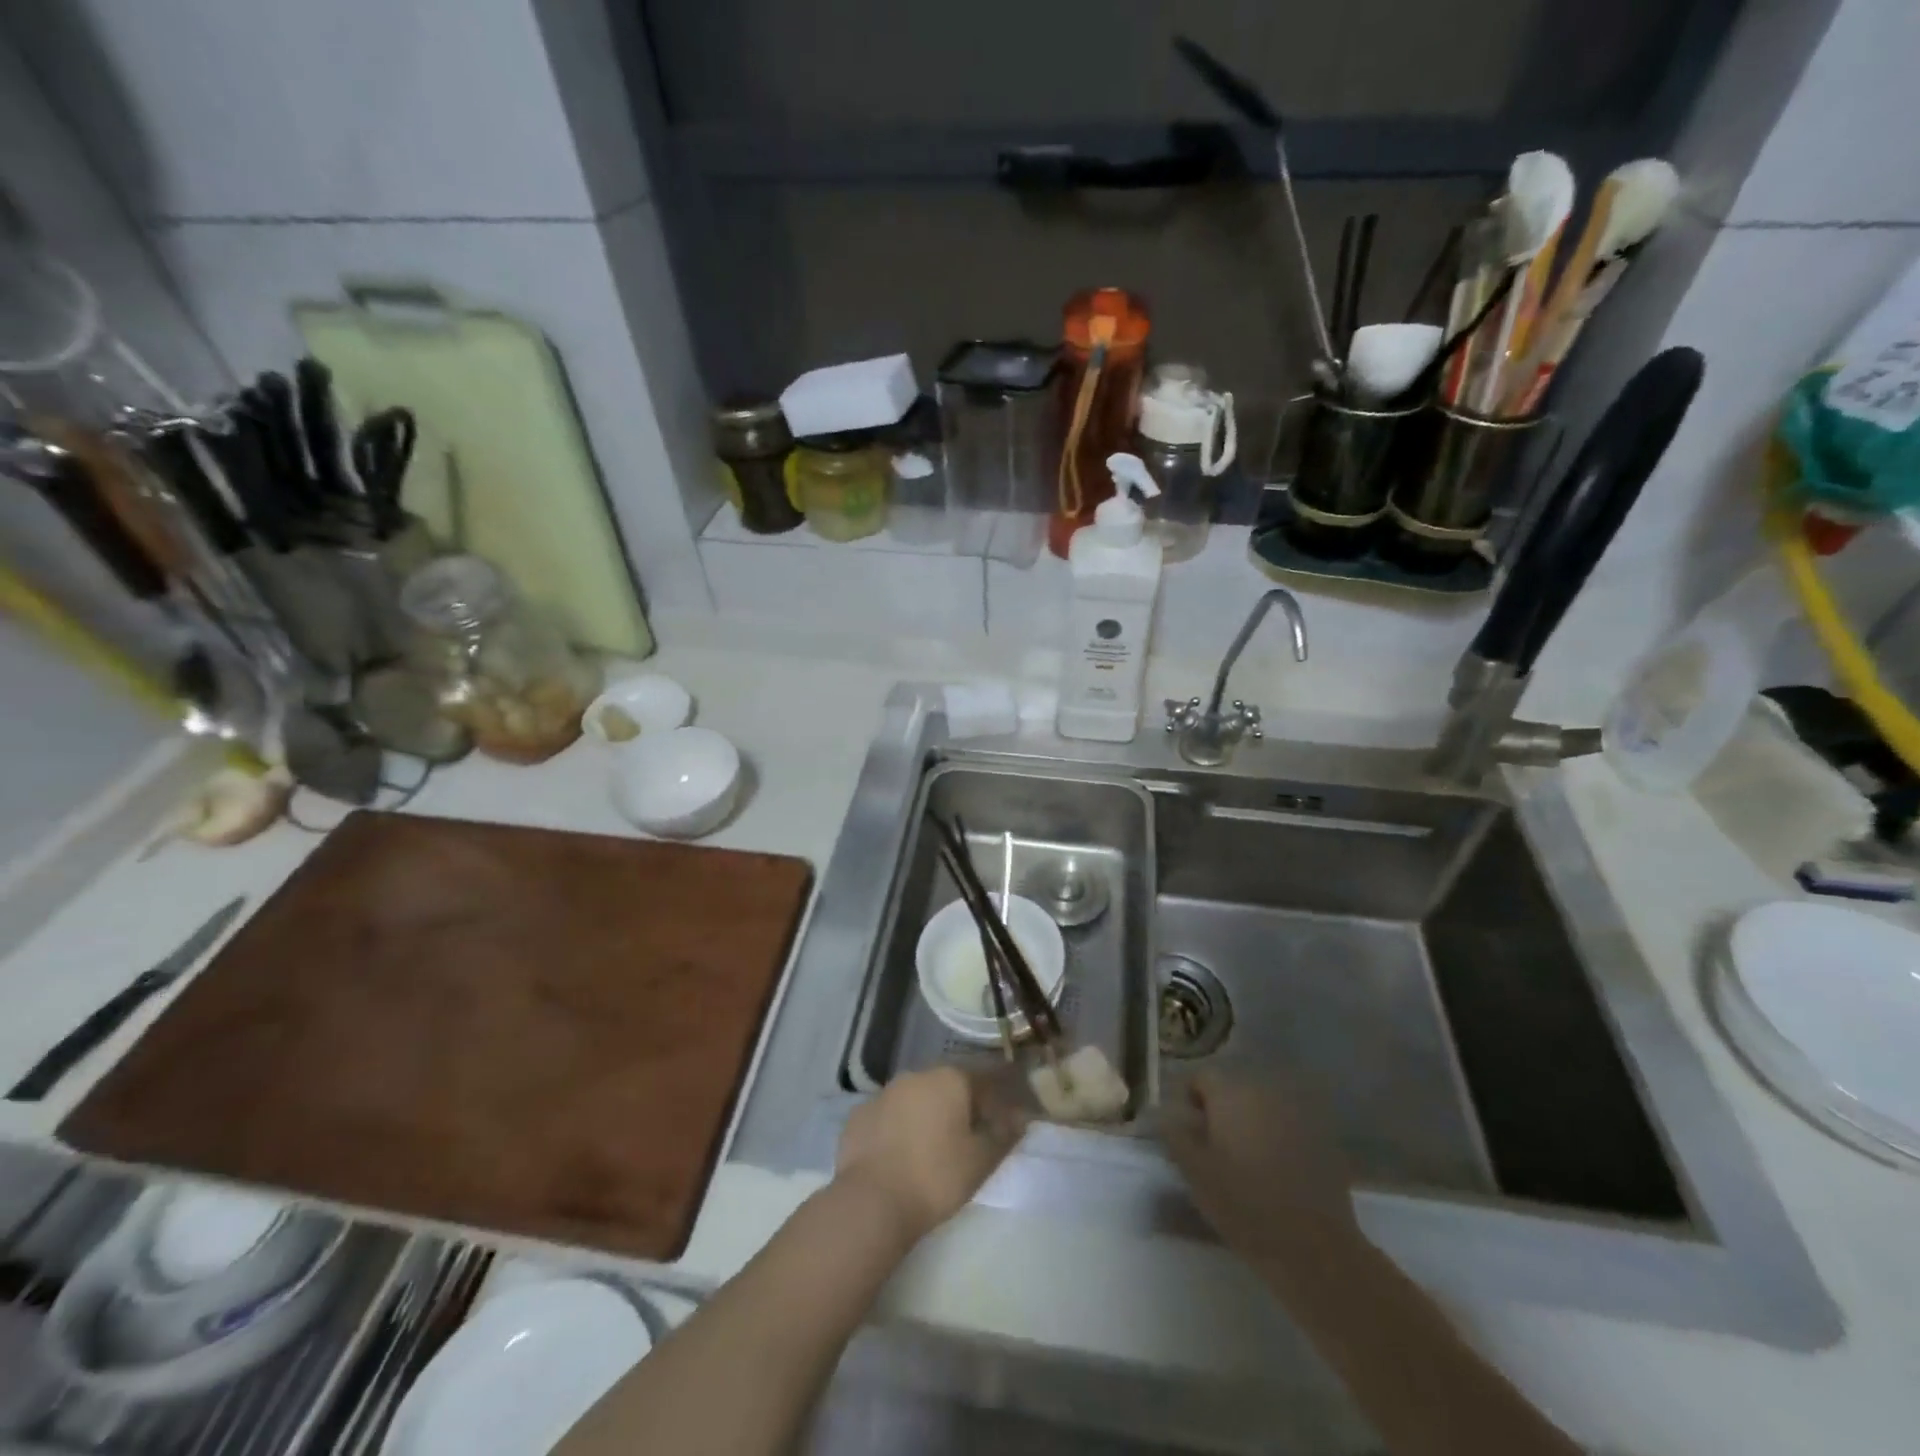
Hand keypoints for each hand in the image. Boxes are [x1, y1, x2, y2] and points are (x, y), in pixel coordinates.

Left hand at [835, 1067, 1025, 1242]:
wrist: (872, 1201)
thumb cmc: (936, 1177)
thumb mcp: (981, 1161)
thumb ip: (1004, 1134)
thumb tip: (1019, 1117)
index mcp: (950, 1079)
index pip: (984, 1079)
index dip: (997, 1099)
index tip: (1004, 1120)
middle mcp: (917, 1074)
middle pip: (948, 1084)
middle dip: (960, 1105)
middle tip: (968, 1136)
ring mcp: (884, 1092)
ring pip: (915, 1097)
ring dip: (927, 1113)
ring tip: (932, 1146)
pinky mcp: (859, 1114)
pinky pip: (888, 1115)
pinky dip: (898, 1127)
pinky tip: (900, 1153)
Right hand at [1162, 1071, 1358, 1273]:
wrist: (1313, 1249)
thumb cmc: (1243, 1204)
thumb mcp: (1193, 1171)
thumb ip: (1174, 1133)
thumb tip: (1166, 1113)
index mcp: (1231, 1093)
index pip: (1200, 1077)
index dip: (1187, 1100)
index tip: (1185, 1133)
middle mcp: (1265, 1092)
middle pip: (1232, 1090)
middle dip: (1218, 1112)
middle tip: (1211, 1149)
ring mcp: (1297, 1114)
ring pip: (1260, 1109)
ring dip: (1247, 1125)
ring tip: (1242, 1162)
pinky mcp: (1321, 1140)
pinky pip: (1285, 1128)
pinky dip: (1274, 1140)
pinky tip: (1273, 1173)